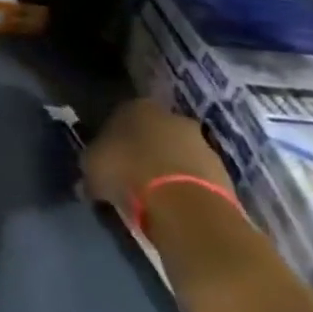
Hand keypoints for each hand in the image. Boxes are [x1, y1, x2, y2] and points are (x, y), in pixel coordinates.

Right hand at [81, 98, 230, 215]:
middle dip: (144, 150)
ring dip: (167, 168)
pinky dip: (185, 186)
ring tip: (153, 195)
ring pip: (177, 152)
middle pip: (153, 132)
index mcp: (136, 106)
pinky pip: (195, 175)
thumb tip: (90, 177)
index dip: (112, 137)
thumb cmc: (127, 174)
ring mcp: (201, 142)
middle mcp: (171, 116)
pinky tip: (173, 205)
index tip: (107, 158)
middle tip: (131, 175)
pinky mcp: (222, 170)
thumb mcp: (92, 168)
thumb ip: (92, 164)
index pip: (119, 116)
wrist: (184, 205)